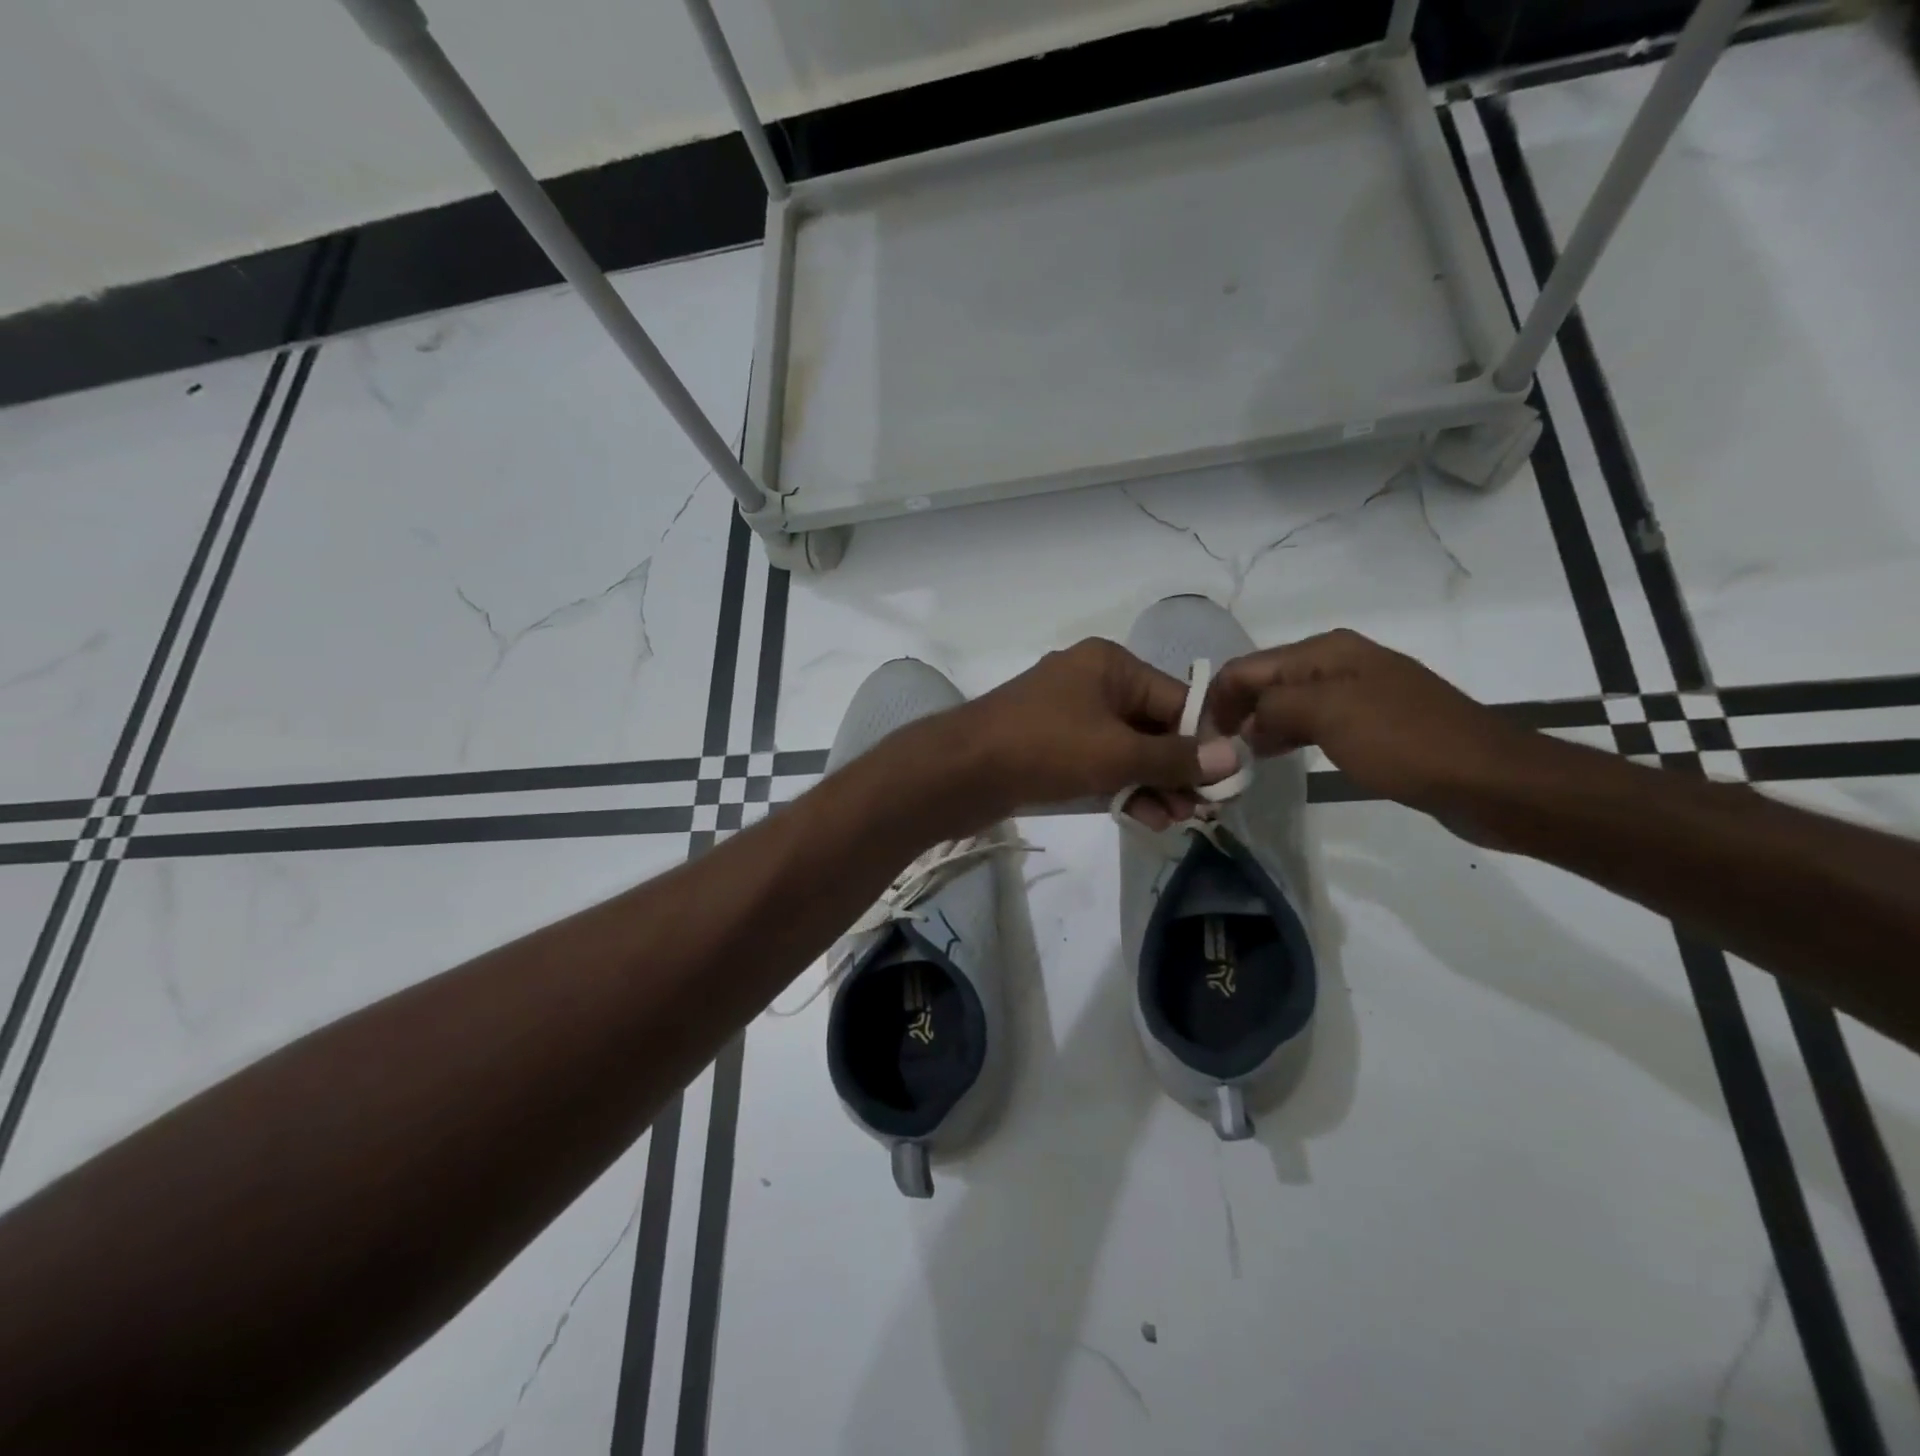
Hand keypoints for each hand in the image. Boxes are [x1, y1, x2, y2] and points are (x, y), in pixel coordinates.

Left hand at [949, 639, 1240, 827]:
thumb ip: (1176, 758)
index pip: (1176, 699)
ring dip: (1151, 784)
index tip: (1226, 782)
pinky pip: (1097, 762)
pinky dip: (1119, 786)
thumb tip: (1235, 757)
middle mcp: (1091, 681)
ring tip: (1174, 822)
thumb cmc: (1045, 748)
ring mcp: (1066, 714)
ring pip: (1125, 748)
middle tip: (1200, 811)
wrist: (960, 772)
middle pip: (1152, 725)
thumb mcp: (1118, 753)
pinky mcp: (1049, 745)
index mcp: (1110, 665)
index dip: (1203, 742)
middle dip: (1176, 770)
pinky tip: (1143, 818)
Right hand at [1207, 629, 1537, 814]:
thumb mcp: (1328, 713)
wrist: (1489, 780)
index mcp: (1326, 651)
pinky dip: (1290, 737)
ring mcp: (1358, 693)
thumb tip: (1248, 721)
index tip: (1199, 740)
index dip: (1218, 699)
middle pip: (1266, 682)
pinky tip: (1280, 757)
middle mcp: (1339, 663)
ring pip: (1288, 704)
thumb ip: (1274, 706)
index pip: (1247, 666)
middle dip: (1237, 712)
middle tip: (1217, 754)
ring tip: (1241, 760)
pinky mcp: (1374, 723)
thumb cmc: (1403, 741)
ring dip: (1261, 727)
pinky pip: (1314, 723)